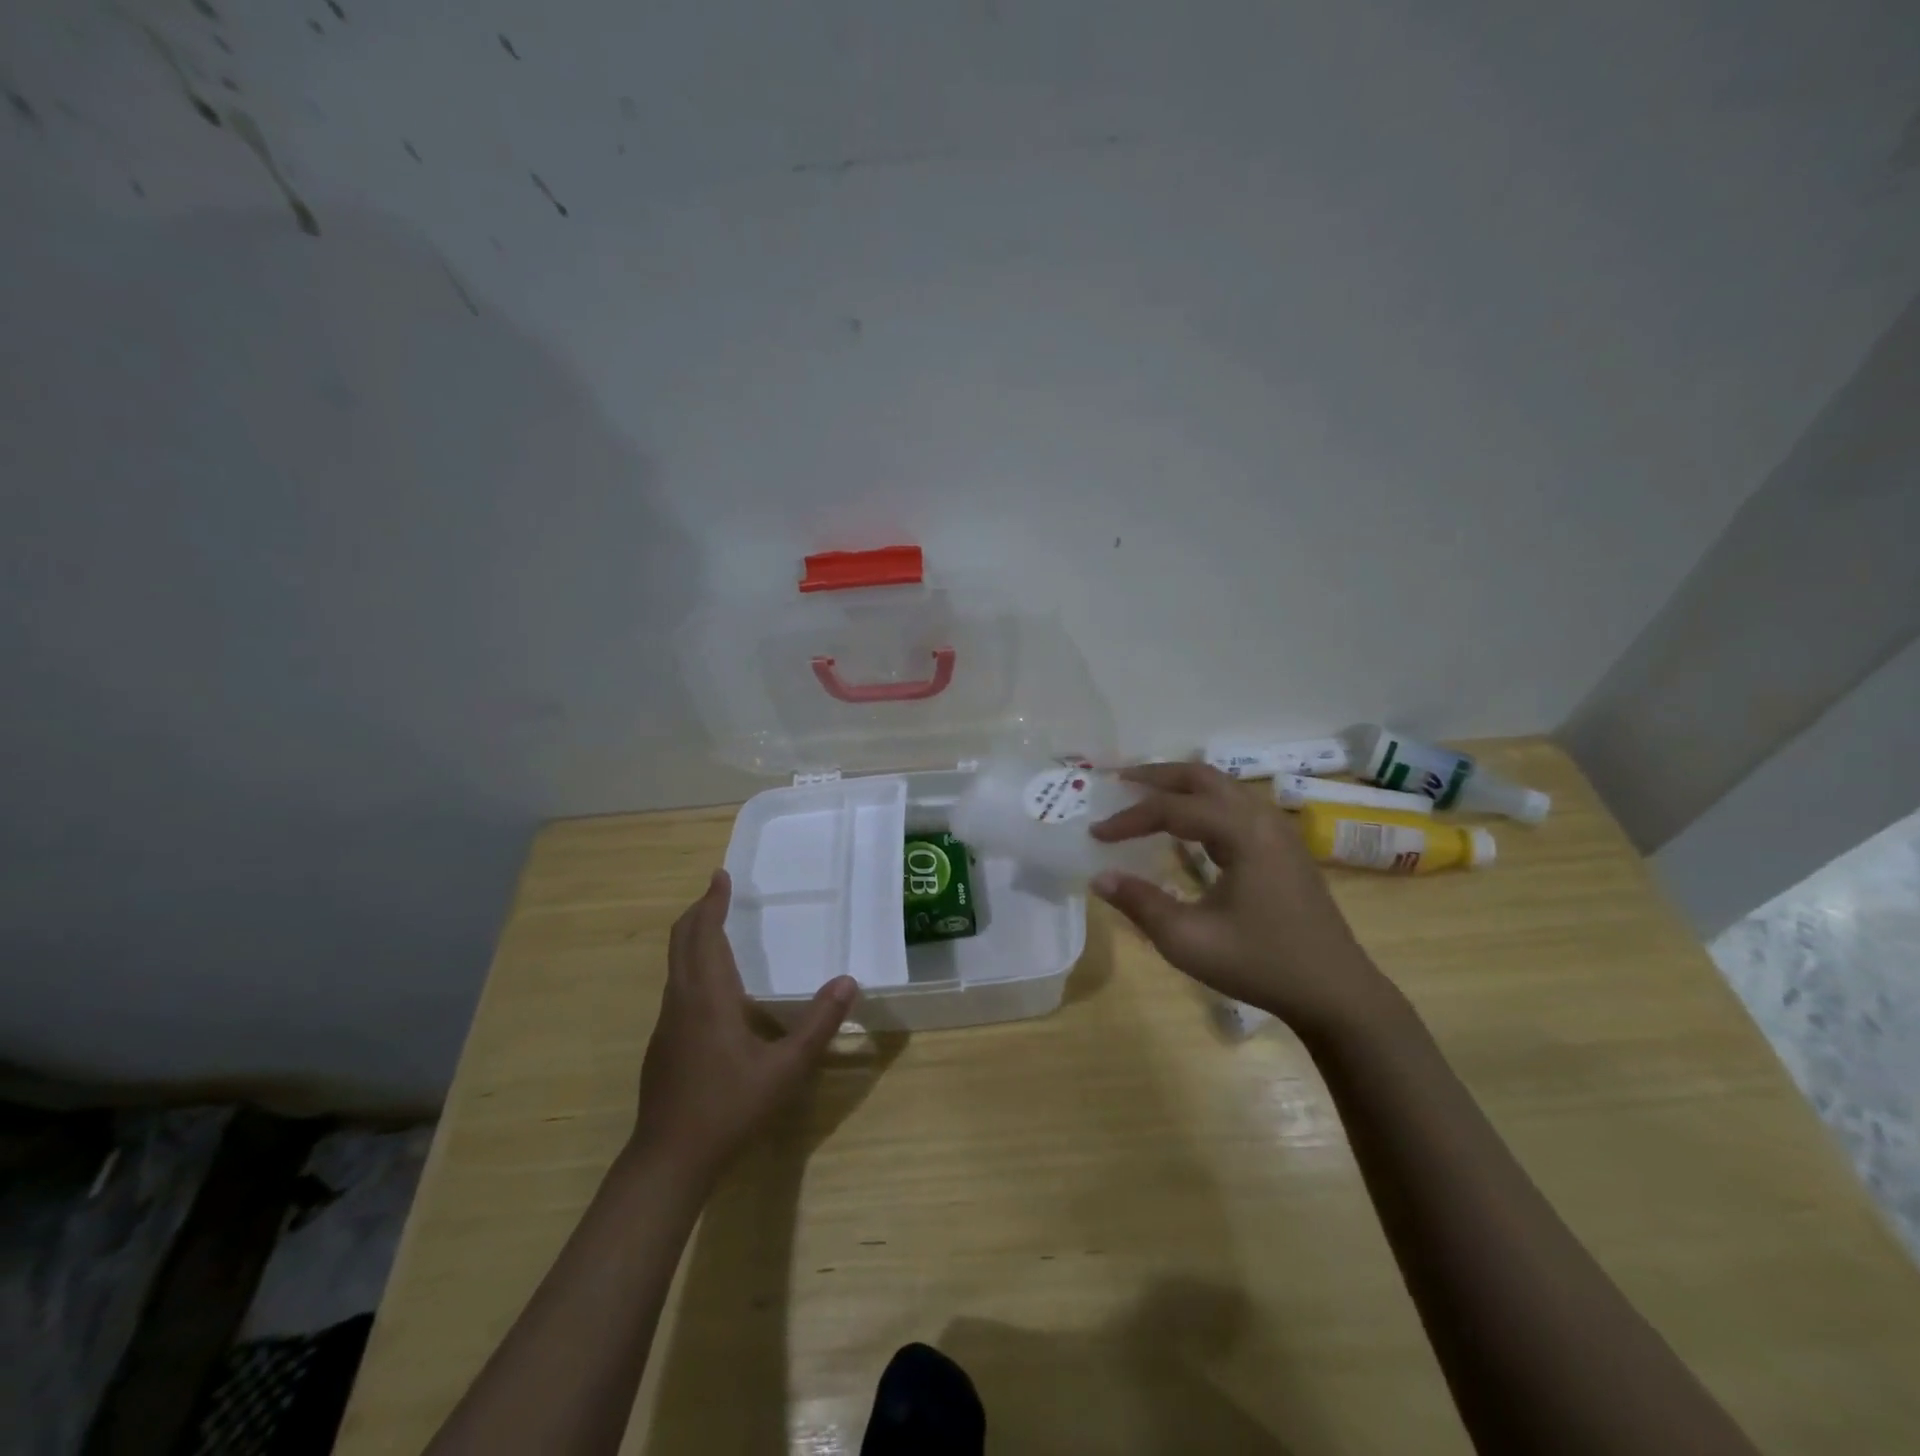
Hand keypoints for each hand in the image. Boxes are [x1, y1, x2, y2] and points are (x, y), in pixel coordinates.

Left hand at [630, 870, 856, 1180]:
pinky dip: (691, 964)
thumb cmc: (729, 1108)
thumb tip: (848, 981)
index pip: (704, 935)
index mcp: (708, 997)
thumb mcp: (785, 1069)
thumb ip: (818, 1024)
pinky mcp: (663, 1044)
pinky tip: (712, 985)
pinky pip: (677, 986)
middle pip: (682, 942)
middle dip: (699, 912)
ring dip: (693, 937)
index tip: (720, 876)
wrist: (669, 1160)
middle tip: (718, 891)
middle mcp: (682, 1001)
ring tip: (716, 927)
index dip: (712, 903)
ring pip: (675, 964)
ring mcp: (667, 1023)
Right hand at [1088, 762, 1391, 1037]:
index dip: (1129, 819)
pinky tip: (1187, 826)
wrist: (1335, 993)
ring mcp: (1278, 832)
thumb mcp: (1189, 940)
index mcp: (1243, 833)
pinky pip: (1236, 807)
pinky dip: (1203, 803)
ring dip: (1182, 786)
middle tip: (1118, 782)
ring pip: (1223, 788)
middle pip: (1203, 777)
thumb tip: (1100, 877)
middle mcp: (1262, 819)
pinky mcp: (1284, 848)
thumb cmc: (1260, 964)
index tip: (1096, 834)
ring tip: (1146, 796)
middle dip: (1157, 776)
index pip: (1172, 809)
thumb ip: (1140, 903)